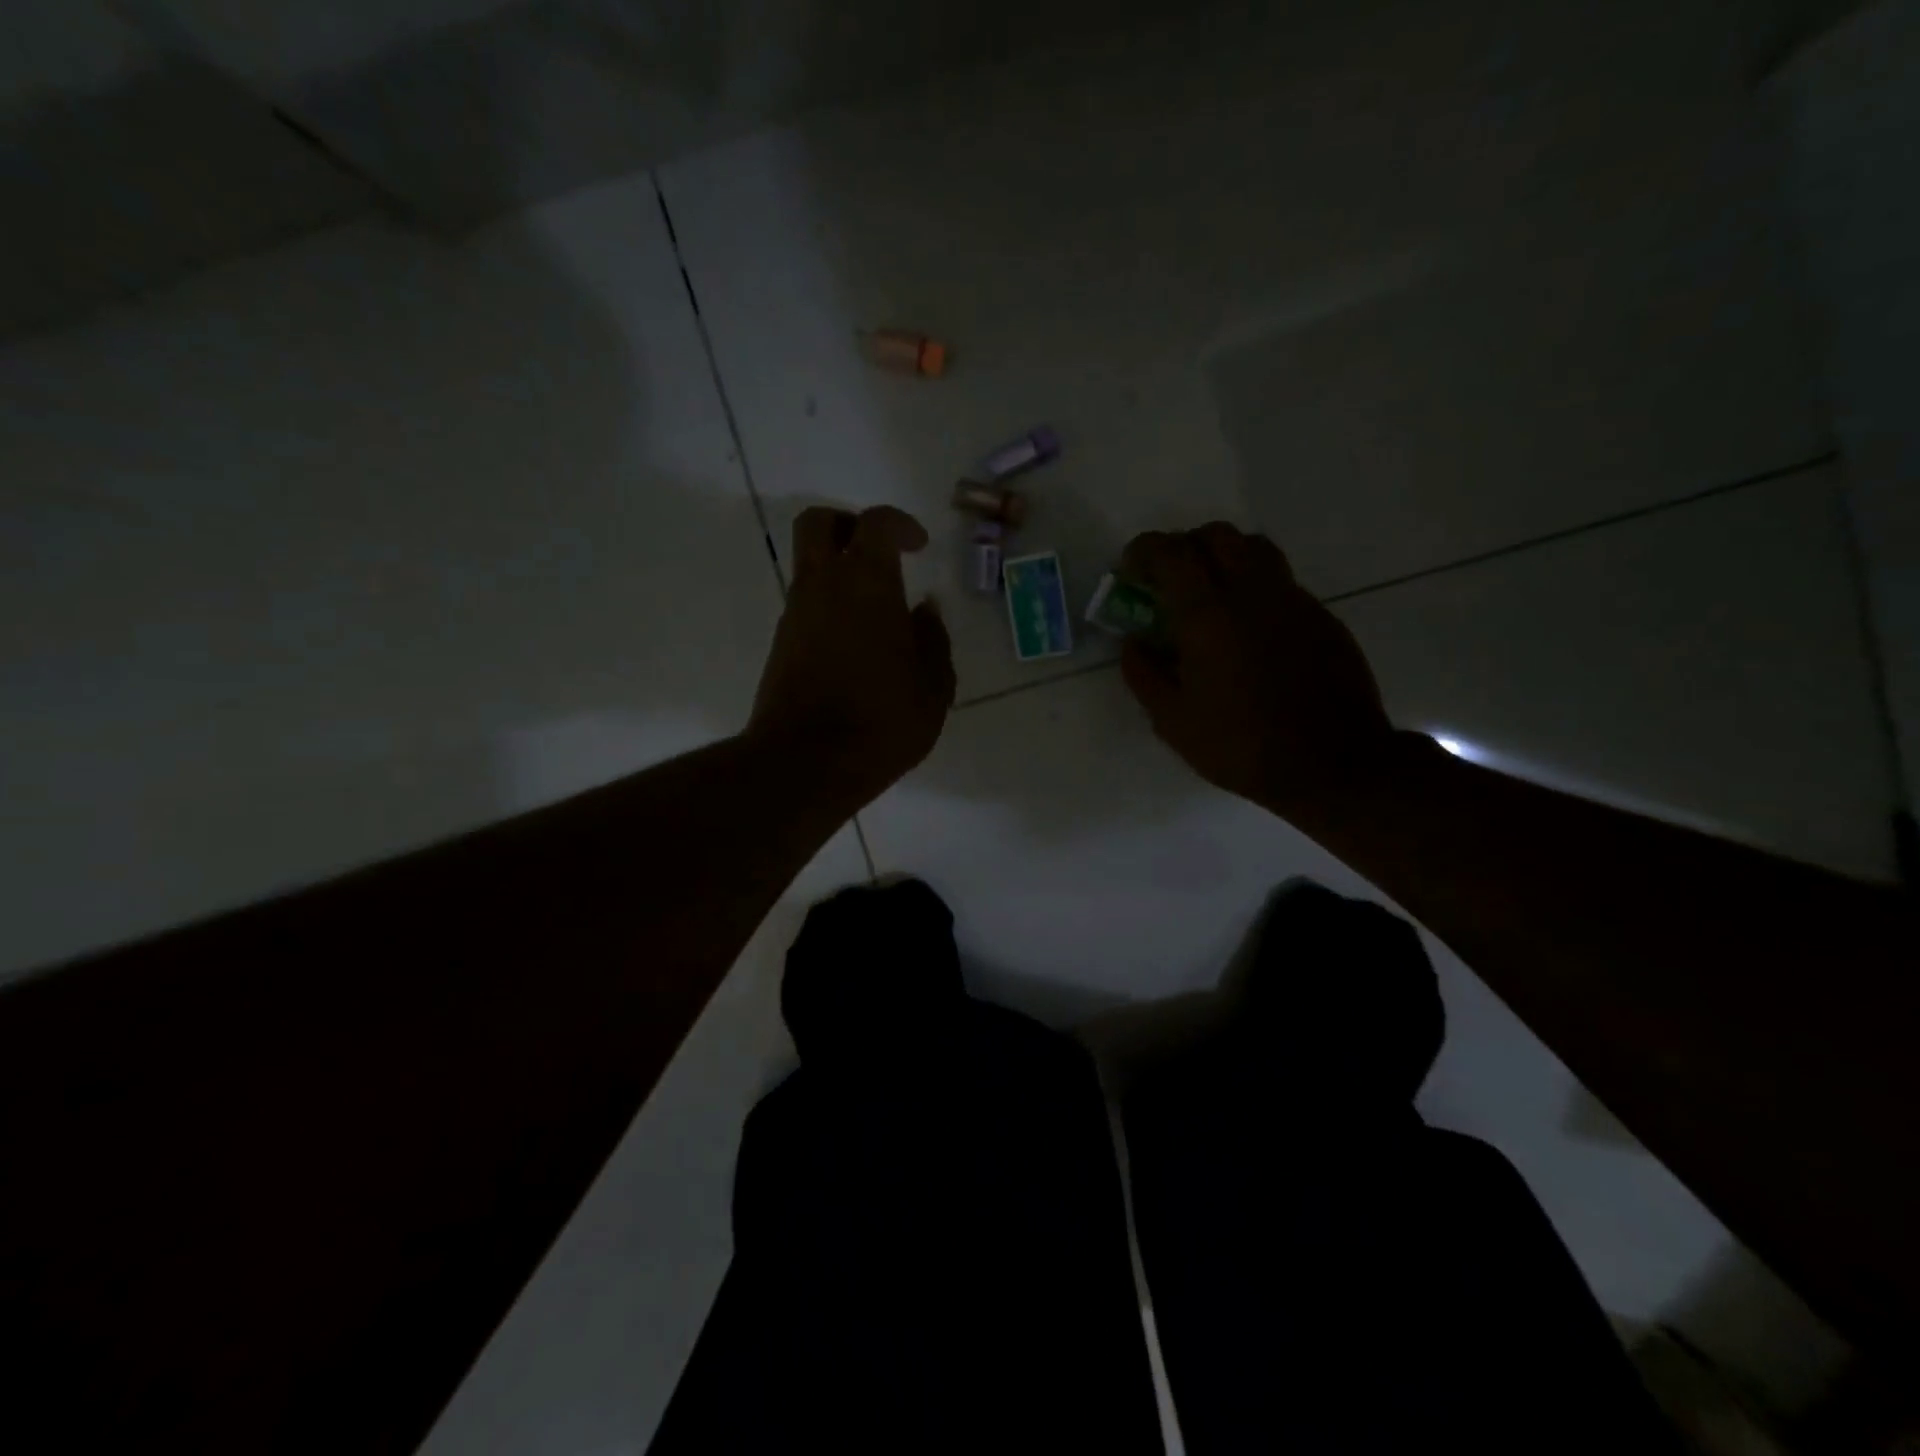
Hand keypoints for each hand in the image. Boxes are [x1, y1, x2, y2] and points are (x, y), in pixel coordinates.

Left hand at [748, 505, 955, 810]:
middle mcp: (823, 586)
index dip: (900, 524)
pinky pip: (806, 606)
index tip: (919, 545)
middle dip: (849, 525)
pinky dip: (829, 607)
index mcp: (867, 583)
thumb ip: (933, 641)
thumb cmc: (881, 722)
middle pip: (819, 523)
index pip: (876, 523)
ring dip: (839, 573)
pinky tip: (857, 648)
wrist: (805, 764)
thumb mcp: (933, 688)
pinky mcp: (780, 646)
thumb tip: (924, 612)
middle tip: (879, 553)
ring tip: (877, 614)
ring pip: (809, 567)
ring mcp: (795, 615)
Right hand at [1119, 522, 1393, 823]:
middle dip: (1185, 546)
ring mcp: (1293, 600)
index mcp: (1208, 615)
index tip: (1131, 569)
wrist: (1332, 765)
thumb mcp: (1172, 721)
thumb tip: (1134, 642)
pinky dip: (1254, 587)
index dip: (1144, 550)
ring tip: (1210, 594)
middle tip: (1170, 579)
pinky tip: (1248, 630)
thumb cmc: (1241, 746)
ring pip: (1255, 549)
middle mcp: (1252, 592)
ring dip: (1224, 557)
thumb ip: (1144, 674)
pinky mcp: (1321, 616)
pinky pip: (1281, 582)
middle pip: (1216, 535)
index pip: (1171, 553)